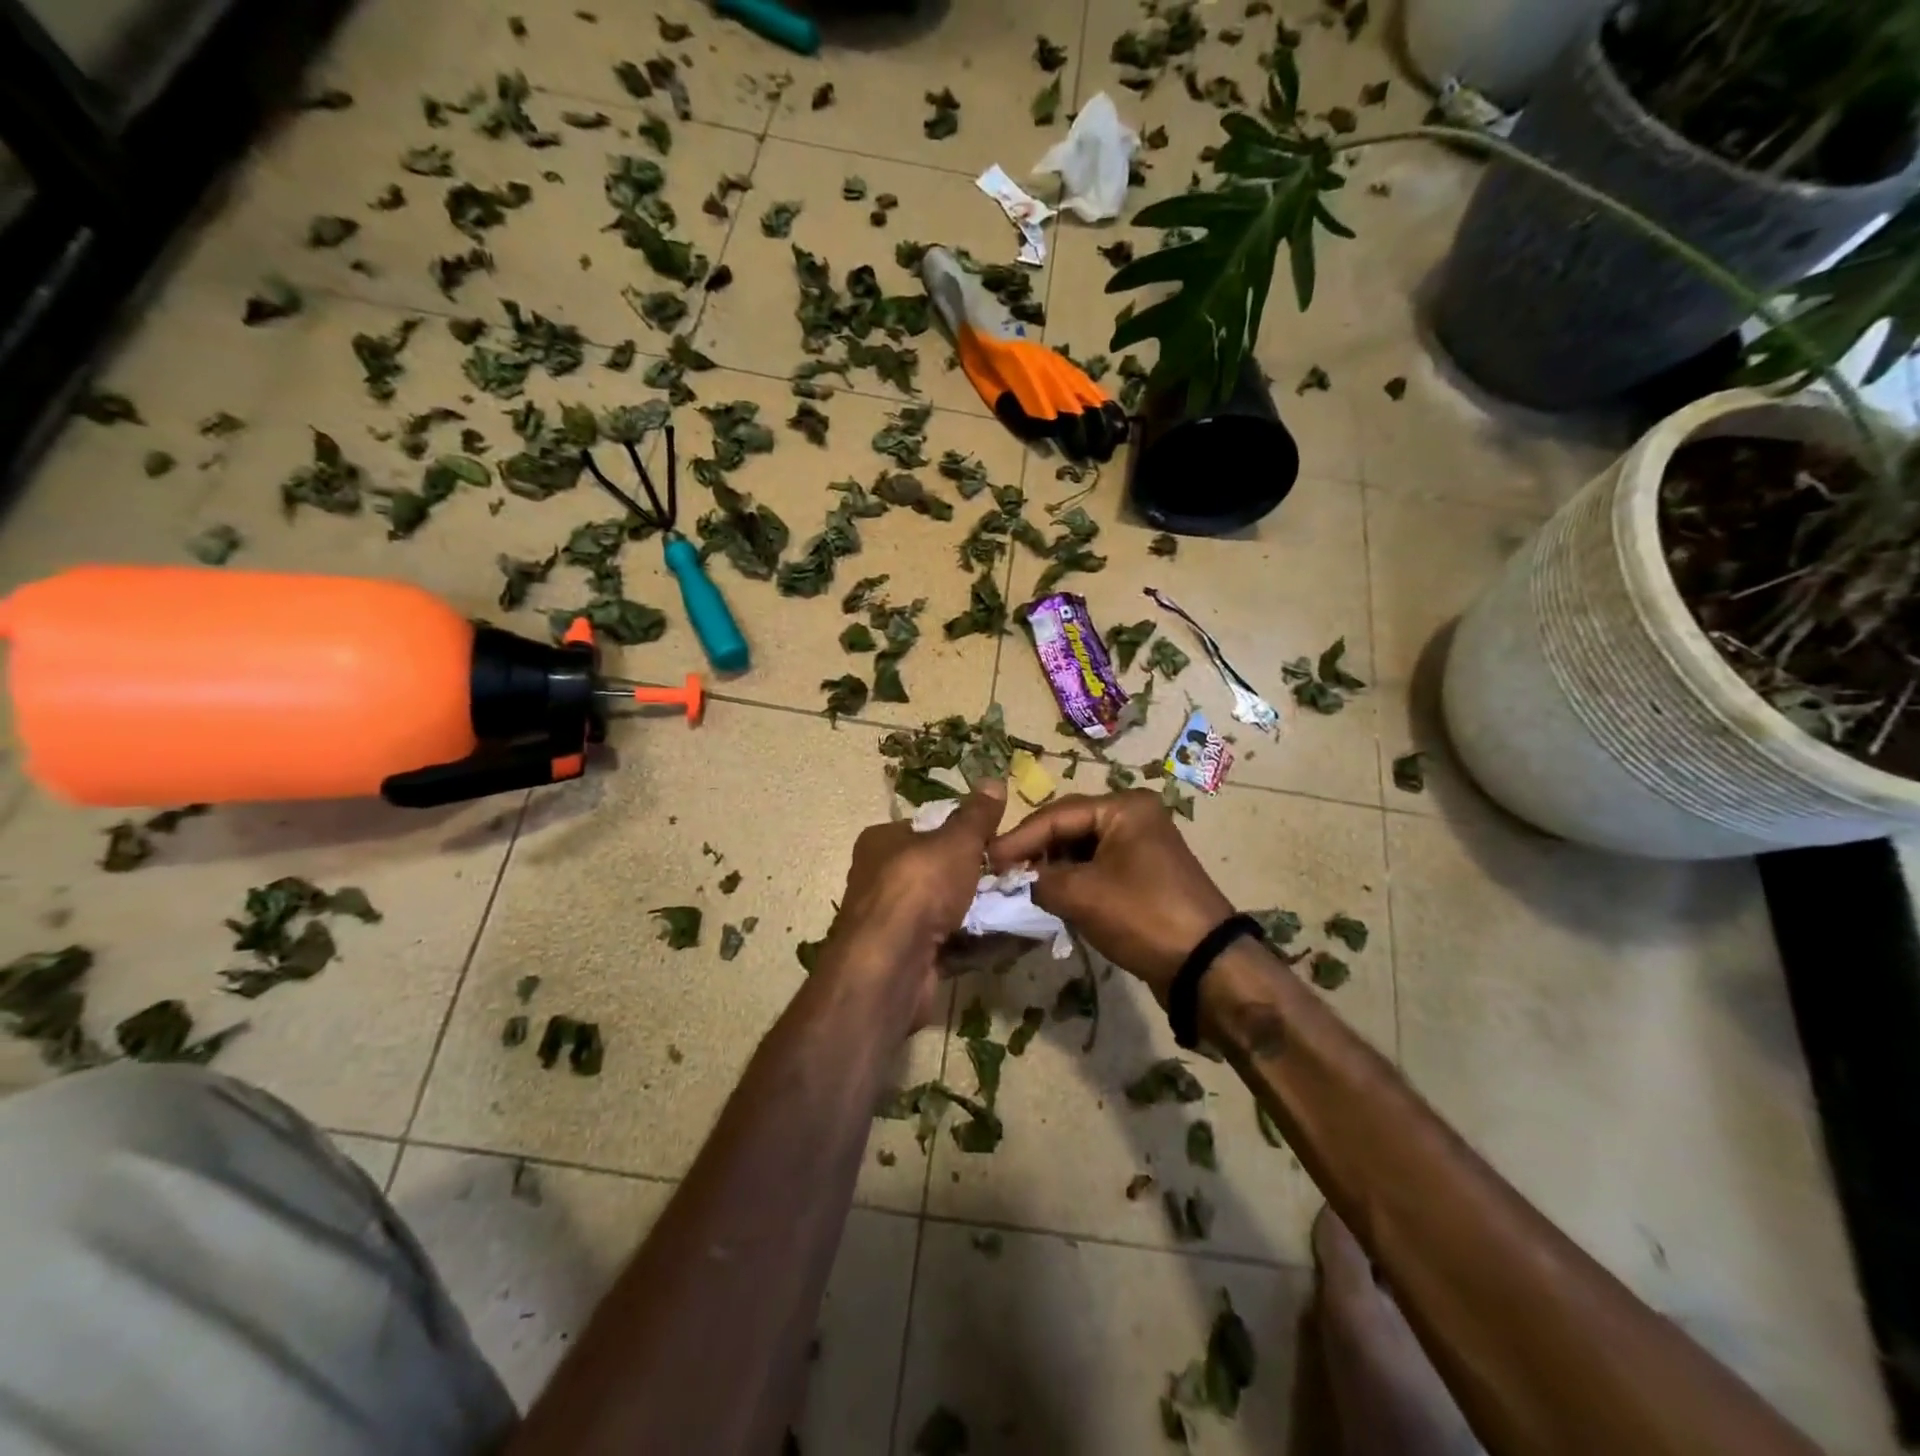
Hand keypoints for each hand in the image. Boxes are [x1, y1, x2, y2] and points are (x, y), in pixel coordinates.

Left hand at [819, 783, 1007, 1028]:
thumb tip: (994, 781)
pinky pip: (951, 943)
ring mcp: (893, 922)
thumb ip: (976, 815)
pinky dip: (978, 942)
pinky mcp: (909, 957)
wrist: (892, 964)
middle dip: (977, 876)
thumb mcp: (955, 841)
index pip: (926, 828)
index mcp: (882, 842)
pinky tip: (1010, 938)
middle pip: (939, 871)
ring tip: (1022, 906)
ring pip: (947, 909)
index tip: (998, 840)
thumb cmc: (919, 887)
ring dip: (981, 910)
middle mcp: (881, 879)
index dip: (963, 833)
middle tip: (1016, 875)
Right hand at [987, 790, 1233, 1002]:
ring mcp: (1143, 846)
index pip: (1057, 815)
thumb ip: (1039, 880)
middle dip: (1036, 851)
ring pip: (1083, 850)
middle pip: (1070, 827)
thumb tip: (1017, 879)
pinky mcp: (1145, 875)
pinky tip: (1053, 897)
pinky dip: (1075, 881)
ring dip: (1054, 868)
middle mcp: (1135, 817)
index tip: (986, 859)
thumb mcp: (1081, 895)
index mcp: (1124, 807)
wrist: (1206, 966)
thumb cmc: (1142, 916)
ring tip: (1023, 886)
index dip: (1019, 838)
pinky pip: (1099, 868)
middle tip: (1002, 873)